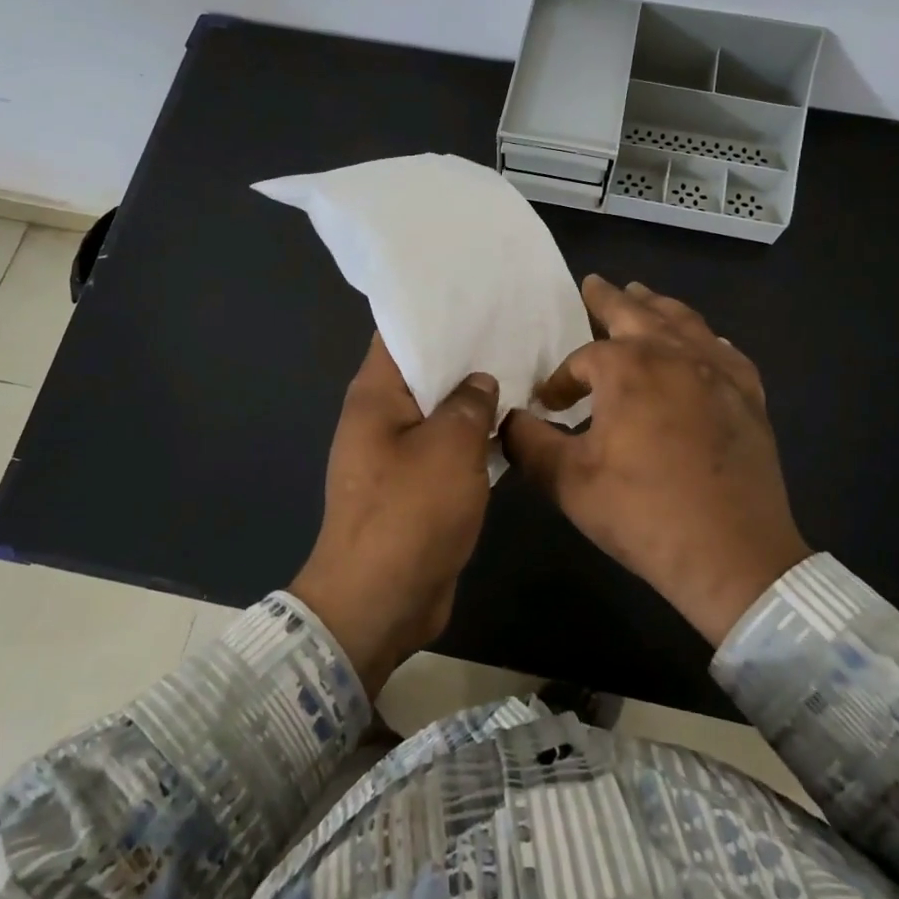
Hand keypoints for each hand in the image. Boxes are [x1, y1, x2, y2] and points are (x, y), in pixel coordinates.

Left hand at [290, 334, 498, 697]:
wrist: (380, 603)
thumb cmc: (409, 513)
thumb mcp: (450, 447)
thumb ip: (470, 403)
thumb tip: (480, 381)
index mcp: (375, 395)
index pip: (400, 332)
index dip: (436, 311)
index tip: (478, 296)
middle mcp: (380, 417)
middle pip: (424, 370)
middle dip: (465, 353)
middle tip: (515, 329)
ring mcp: (396, 454)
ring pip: (440, 411)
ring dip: (474, 398)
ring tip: (523, 369)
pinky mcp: (415, 486)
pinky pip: (447, 448)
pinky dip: (474, 436)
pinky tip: (513, 424)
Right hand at [505, 275, 807, 645]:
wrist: (733, 555)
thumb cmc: (644, 514)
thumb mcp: (569, 482)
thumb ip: (529, 443)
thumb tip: (506, 420)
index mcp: (628, 369)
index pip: (582, 359)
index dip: (561, 380)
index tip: (549, 405)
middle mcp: (674, 355)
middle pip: (636, 312)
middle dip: (609, 298)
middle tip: (594, 283)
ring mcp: (718, 372)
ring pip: (684, 322)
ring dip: (657, 306)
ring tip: (642, 295)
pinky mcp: (748, 396)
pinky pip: (725, 352)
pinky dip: (706, 340)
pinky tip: (703, 344)